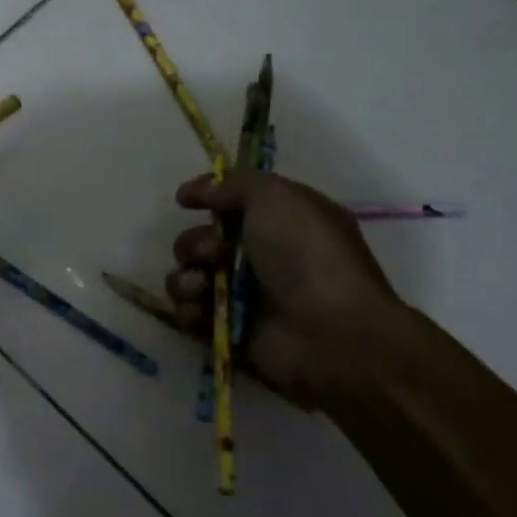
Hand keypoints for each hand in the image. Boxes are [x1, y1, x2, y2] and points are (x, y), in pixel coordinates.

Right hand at [166, 172, 404, 408]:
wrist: (331, 332)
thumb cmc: (308, 256)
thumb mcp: (277, 197)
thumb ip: (232, 184)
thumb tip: (194, 191)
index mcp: (280, 222)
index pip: (231, 203)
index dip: (207, 198)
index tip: (185, 201)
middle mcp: (260, 257)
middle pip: (201, 241)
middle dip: (195, 244)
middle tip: (213, 253)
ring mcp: (242, 297)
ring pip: (188, 276)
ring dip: (186, 277)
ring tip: (203, 286)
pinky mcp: (227, 330)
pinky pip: (187, 313)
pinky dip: (188, 309)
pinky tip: (201, 310)